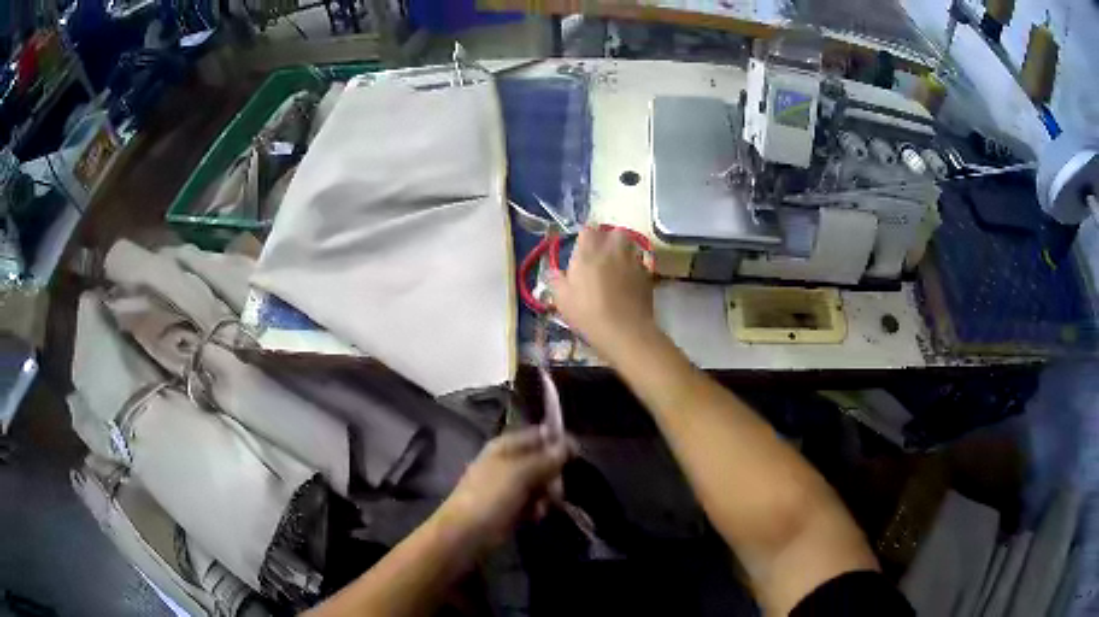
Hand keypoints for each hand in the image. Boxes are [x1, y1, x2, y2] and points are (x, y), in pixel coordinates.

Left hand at [437, 427, 572, 549]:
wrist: (467, 534)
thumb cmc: (491, 497)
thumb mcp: (521, 473)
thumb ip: (546, 459)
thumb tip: (568, 444)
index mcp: (505, 446)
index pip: (537, 435)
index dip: (557, 441)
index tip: (577, 454)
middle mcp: (508, 463)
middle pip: (542, 461)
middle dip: (552, 475)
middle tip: (555, 489)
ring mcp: (508, 486)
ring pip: (540, 484)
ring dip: (546, 495)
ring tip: (542, 506)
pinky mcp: (510, 508)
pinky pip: (533, 503)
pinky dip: (536, 509)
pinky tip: (535, 517)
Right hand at [549, 227, 657, 362]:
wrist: (624, 331)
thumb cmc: (588, 314)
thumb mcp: (563, 300)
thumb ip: (557, 281)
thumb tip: (554, 272)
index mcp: (589, 252)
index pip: (588, 230)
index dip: (585, 237)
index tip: (582, 249)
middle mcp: (613, 250)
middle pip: (615, 232)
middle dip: (609, 239)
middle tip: (602, 254)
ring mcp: (633, 261)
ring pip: (631, 245)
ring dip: (624, 251)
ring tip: (617, 265)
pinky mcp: (647, 274)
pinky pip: (640, 263)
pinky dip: (635, 267)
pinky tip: (629, 280)